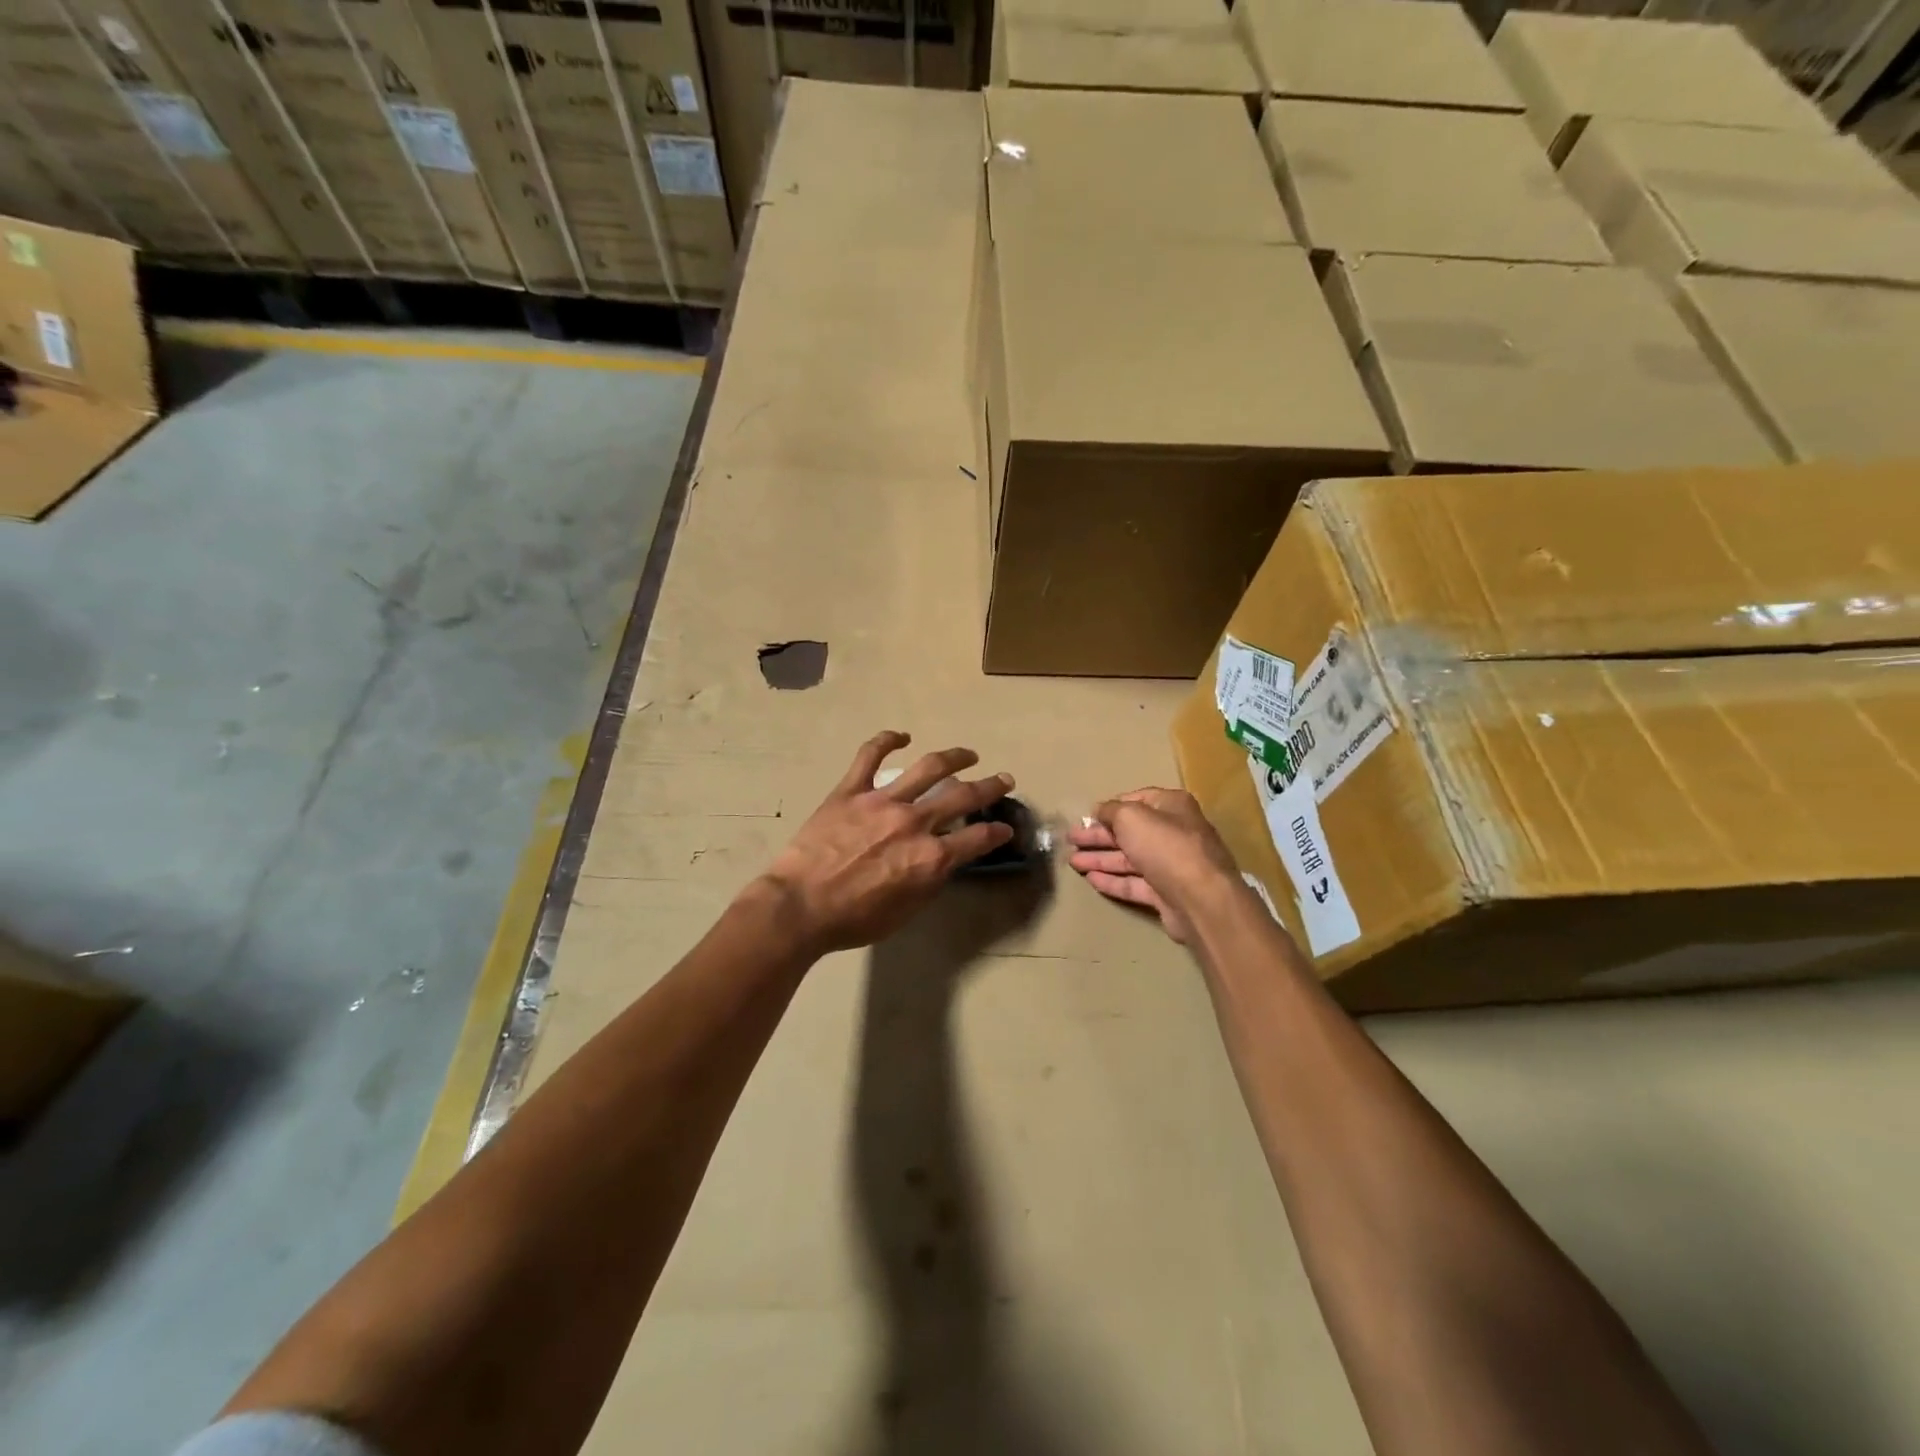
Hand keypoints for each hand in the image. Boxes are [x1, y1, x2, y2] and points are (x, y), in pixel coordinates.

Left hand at [758, 732, 1014, 954]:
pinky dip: (887, 740)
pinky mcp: (851, 790)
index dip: (997, 832)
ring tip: (968, 754)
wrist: (799, 907)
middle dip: (990, 787)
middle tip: (1003, 779)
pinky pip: (871, 755)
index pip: (978, 839)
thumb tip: (943, 861)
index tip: (1005, 828)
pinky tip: (901, 736)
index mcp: (930, 857)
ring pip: (928, 767)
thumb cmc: (853, 920)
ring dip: (955, 757)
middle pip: (963, 796)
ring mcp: (882, 801)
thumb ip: (929, 882)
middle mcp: (914, 822)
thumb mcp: (905, 912)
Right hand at [1067, 788, 1239, 944]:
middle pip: (1129, 831)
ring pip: (1129, 859)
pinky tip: (1090, 879)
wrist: (1200, 900)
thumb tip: (1099, 810)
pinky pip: (1134, 883)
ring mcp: (1171, 865)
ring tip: (1072, 862)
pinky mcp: (1166, 894)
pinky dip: (1112, 880)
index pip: (1136, 800)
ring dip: (1100, 858)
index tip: (1086, 816)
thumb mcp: (1131, 817)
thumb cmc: (1165, 847)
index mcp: (1171, 807)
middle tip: (1070, 840)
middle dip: (1098, 835)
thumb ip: (1111, 810)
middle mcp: (1174, 833)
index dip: (1110, 808)